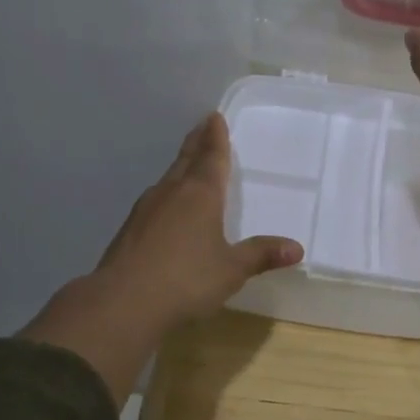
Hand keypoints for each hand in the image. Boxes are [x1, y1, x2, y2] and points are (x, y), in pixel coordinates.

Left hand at [19, 113, 302, 403]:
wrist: (123, 303)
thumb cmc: (187, 280)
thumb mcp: (231, 269)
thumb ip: (261, 255)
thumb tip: (296, 248)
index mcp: (200, 194)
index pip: (212, 157)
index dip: (216, 137)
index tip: (214, 117)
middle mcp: (172, 193)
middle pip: (186, 160)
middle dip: (197, 143)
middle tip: (202, 126)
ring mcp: (146, 210)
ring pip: (168, 179)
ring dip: (180, 168)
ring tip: (188, 164)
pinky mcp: (130, 230)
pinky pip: (155, 201)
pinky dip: (166, 194)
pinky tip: (166, 208)